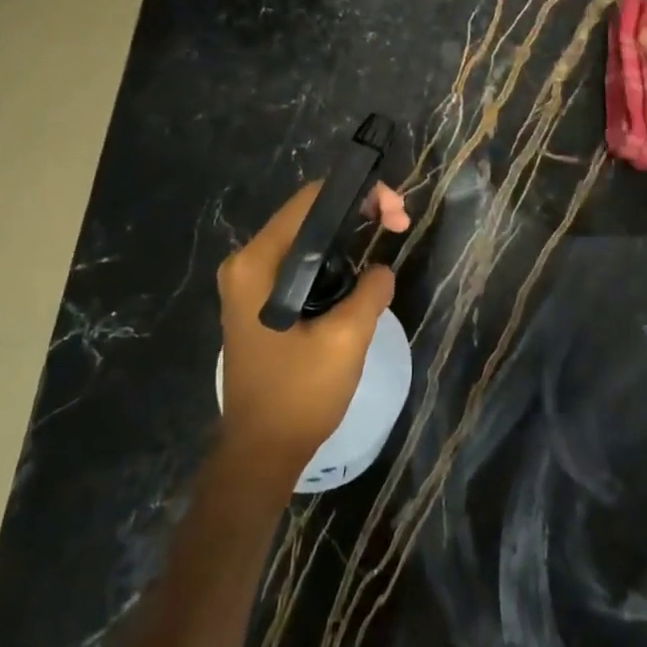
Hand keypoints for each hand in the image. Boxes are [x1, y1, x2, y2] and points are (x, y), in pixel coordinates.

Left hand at [215, 182, 408, 487]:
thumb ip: (369, 292)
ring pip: (305, 239)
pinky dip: (331, 259)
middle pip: (307, 215)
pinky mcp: (258, 302)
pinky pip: (299, 263)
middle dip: (356, 212)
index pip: (311, 201)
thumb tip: (381, 269)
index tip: (396, 213)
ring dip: (346, 235)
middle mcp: (246, 264)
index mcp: (258, 264)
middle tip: (399, 224)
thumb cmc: (299, 395)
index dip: (358, 195)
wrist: (260, 452)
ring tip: (387, 238)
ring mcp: (248, 283)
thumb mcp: (346, 340)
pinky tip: (359, 270)